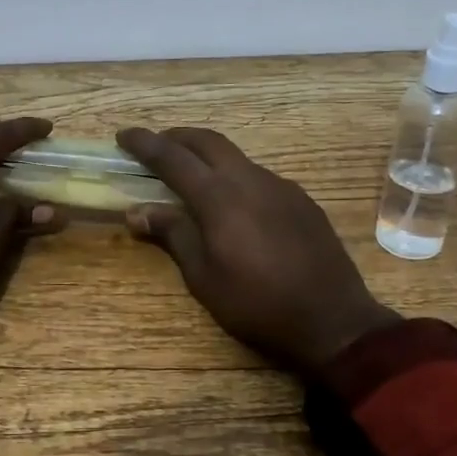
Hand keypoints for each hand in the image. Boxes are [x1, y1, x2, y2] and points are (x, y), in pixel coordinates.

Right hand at [116, 127, 400, 373]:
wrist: (333, 320)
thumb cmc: (257, 304)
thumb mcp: (204, 278)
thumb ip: (173, 235)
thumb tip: (137, 211)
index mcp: (220, 197)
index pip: (173, 158)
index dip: (145, 143)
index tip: (123, 135)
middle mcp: (250, 179)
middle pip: (207, 141)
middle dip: (177, 137)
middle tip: (156, 146)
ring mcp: (281, 186)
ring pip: (236, 157)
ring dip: (208, 156)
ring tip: (191, 176)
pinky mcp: (301, 199)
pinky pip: (259, 176)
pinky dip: (234, 176)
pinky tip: (233, 203)